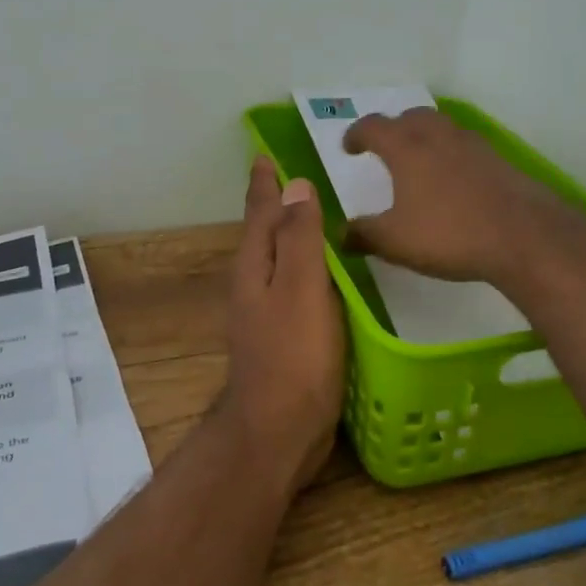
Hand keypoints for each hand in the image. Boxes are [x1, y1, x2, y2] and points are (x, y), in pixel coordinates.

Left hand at [222, 156, 346, 496]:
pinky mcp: (285, 336)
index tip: (266, 153)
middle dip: (278, 203)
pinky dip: (309, 268)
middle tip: (303, 175)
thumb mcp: (300, 288)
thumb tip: (296, 185)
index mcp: (255, 265)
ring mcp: (268, 312)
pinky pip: (297, 286)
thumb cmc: (293, 357)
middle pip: (266, 232)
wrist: (278, 431)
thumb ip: (300, 237)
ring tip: (318, 215)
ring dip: (294, 234)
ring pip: (281, 259)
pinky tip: (330, 274)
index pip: (260, 210)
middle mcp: (255, 283)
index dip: (264, 182)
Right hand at [341, 108, 569, 286]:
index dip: (356, 135)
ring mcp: (473, 145)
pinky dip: (452, 155)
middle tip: (386, 148)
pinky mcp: (499, 161)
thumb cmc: (449, 233)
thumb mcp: (395, 241)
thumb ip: (363, 234)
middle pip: (411, 117)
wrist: (523, 235)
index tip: (349, 148)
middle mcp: (439, 136)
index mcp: (406, 148)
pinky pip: (466, 147)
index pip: (373, 127)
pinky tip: (454, 182)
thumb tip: (340, 234)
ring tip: (420, 162)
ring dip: (425, 137)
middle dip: (394, 128)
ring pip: (442, 128)